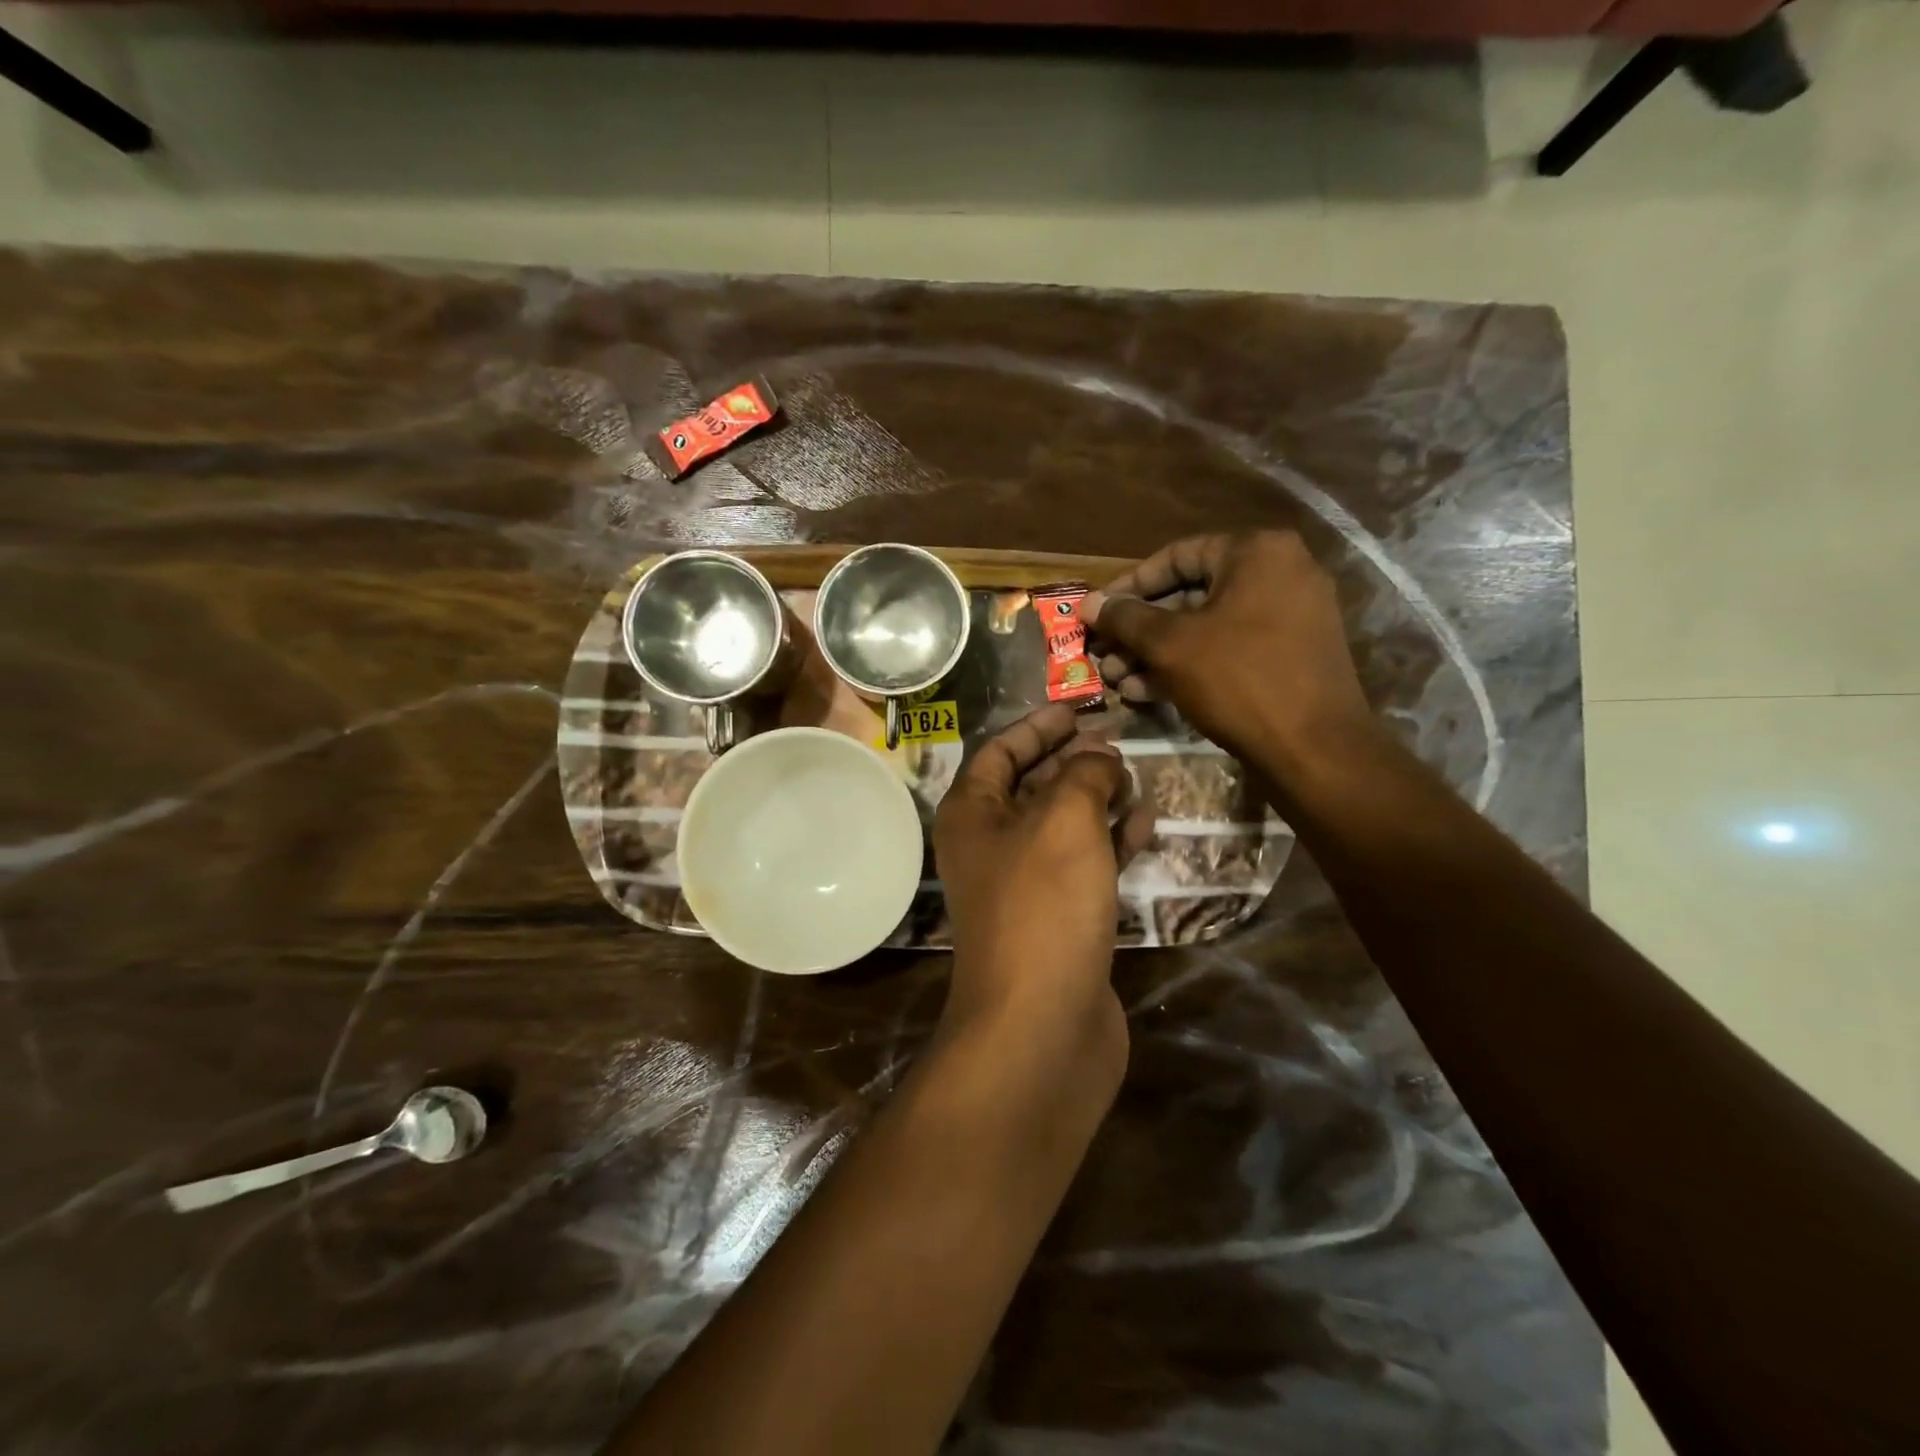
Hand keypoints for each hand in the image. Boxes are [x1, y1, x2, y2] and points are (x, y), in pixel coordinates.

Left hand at [932, 704, 1152, 1072]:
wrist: (1041, 1026)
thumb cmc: (1043, 905)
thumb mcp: (1065, 819)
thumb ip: (1084, 774)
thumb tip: (1100, 757)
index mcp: (972, 814)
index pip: (1000, 751)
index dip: (1038, 726)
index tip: (1079, 708)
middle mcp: (991, 846)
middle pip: (1032, 786)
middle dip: (1073, 760)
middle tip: (1119, 739)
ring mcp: (1025, 886)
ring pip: (1063, 825)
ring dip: (1098, 798)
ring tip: (1139, 774)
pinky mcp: (1059, 920)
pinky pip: (1086, 864)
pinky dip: (1113, 841)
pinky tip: (1147, 823)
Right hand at [1085, 532, 1374, 782]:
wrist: (1315, 749)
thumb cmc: (1239, 680)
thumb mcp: (1171, 645)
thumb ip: (1126, 619)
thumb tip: (1089, 603)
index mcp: (1256, 552)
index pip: (1175, 557)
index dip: (1128, 587)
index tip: (1096, 613)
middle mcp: (1280, 573)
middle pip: (1190, 594)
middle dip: (1139, 629)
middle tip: (1103, 653)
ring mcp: (1290, 616)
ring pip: (1206, 626)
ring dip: (1156, 652)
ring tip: (1116, 679)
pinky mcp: (1290, 655)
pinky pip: (1230, 648)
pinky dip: (1190, 665)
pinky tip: (1146, 692)